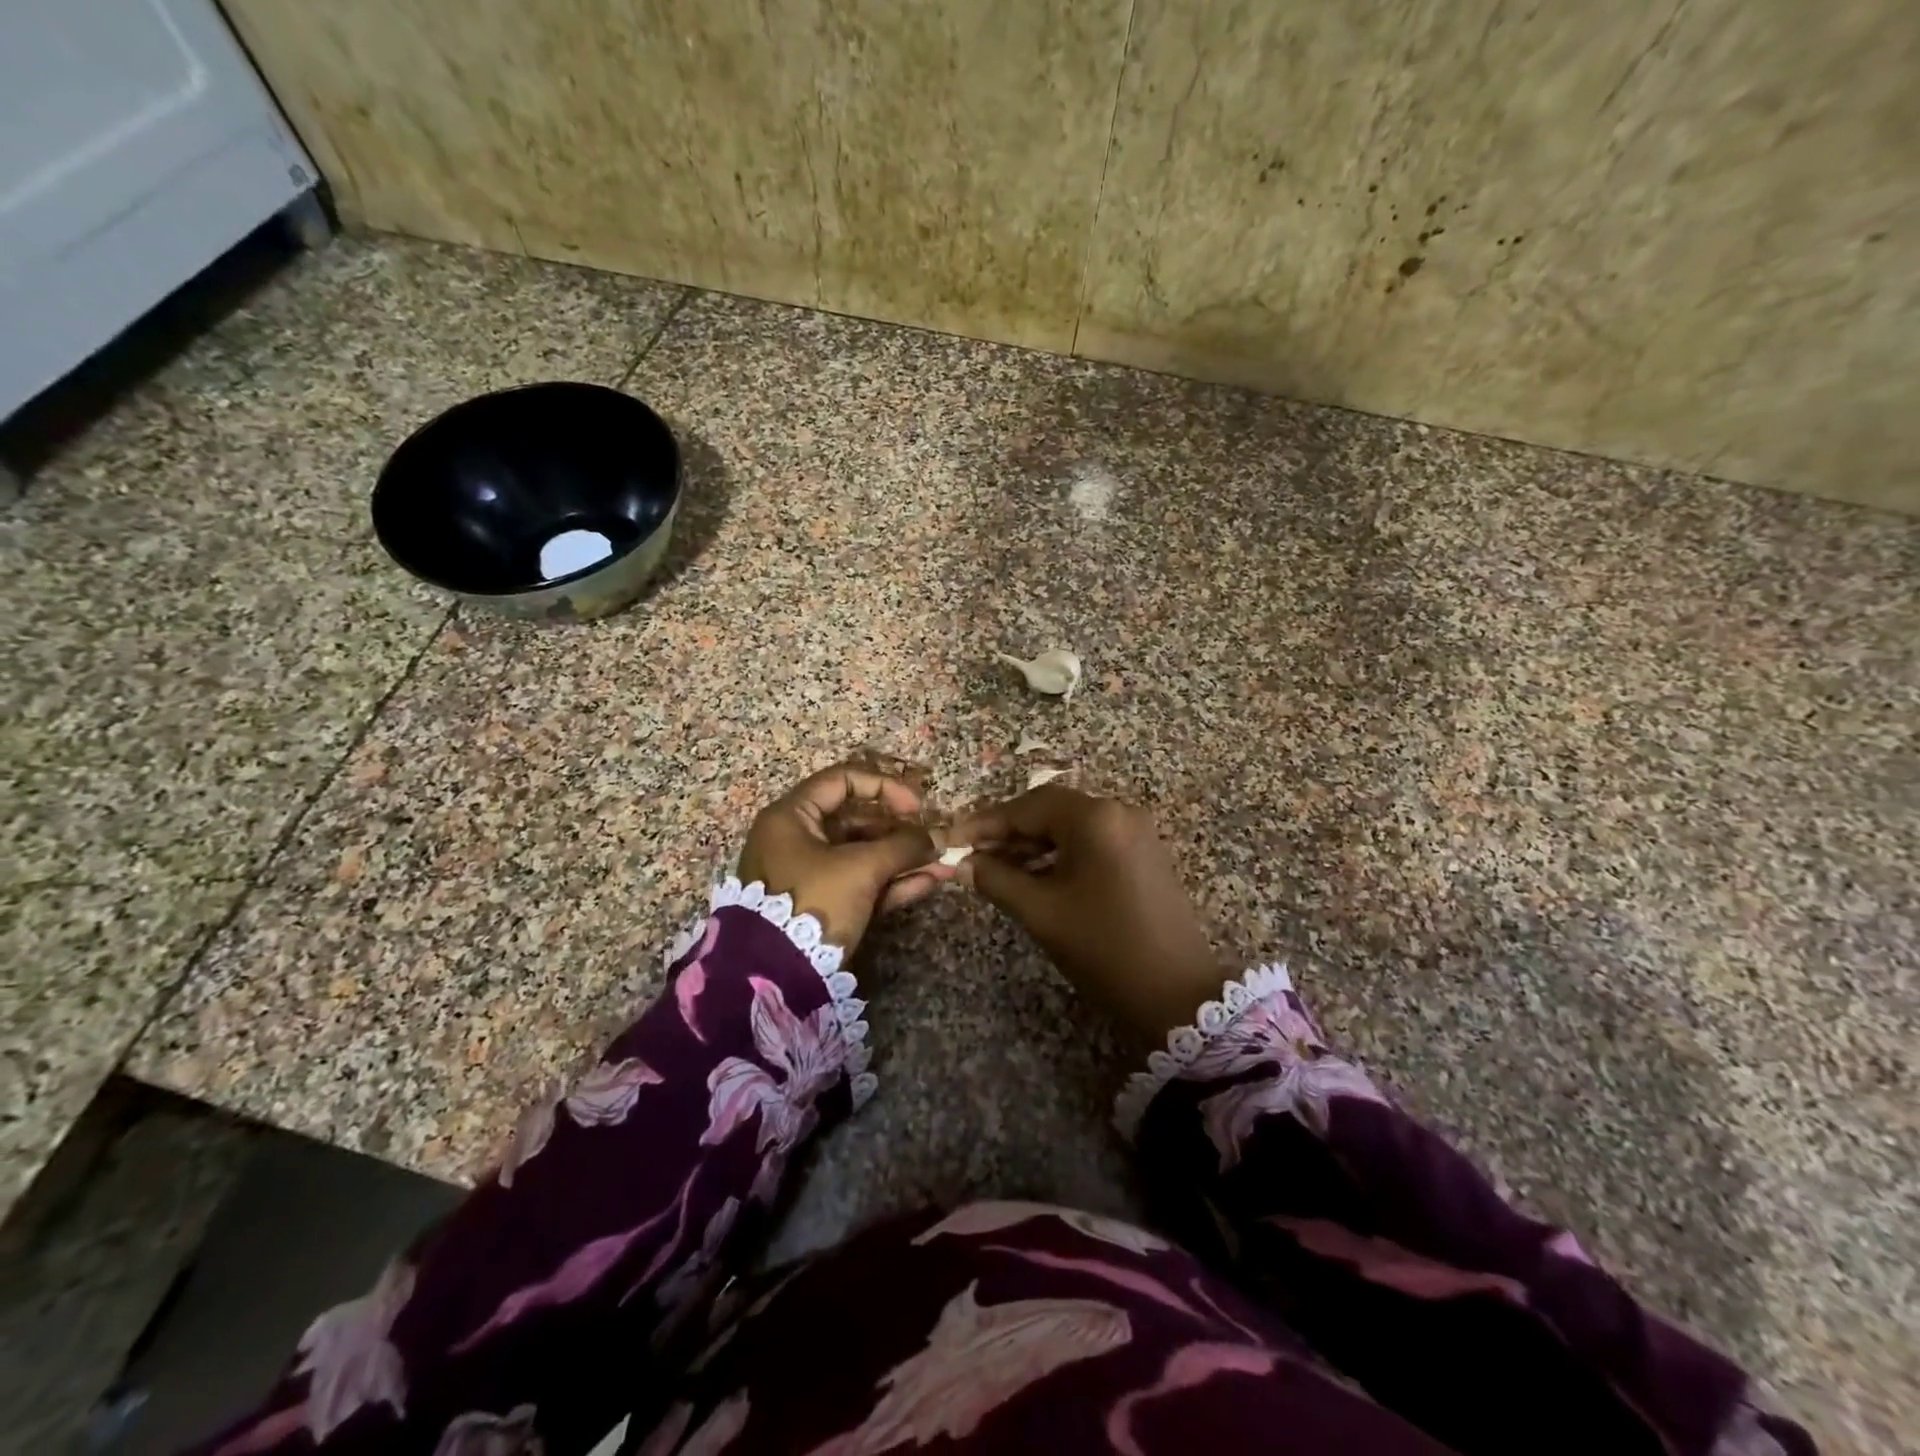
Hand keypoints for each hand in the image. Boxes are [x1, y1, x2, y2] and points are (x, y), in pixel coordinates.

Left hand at [738, 762, 947, 953]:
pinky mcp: (822, 905)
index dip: (883, 787)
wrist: (775, 977)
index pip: (842, 781)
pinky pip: (860, 883)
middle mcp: (797, 839)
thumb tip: (937, 839)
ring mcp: (809, 874)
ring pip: (863, 855)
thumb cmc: (813, 902)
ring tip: (942, 864)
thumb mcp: (861, 868)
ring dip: (903, 858)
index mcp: (792, 817)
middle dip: (901, 830)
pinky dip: (891, 882)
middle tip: (934, 838)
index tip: (915, 806)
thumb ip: (902, 847)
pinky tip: (928, 883)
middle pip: (857, 820)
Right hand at [956, 787, 1225, 1044]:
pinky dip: (1059, 854)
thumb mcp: (1041, 912)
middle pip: (1051, 810)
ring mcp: (1136, 833)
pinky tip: (1032, 875)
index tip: (954, 838)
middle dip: (1008, 832)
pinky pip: (1091, 842)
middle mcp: (1119, 813)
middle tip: (971, 854)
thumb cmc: (1103, 948)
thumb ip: (996, 879)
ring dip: (1032, 844)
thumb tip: (962, 863)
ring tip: (995, 868)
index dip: (987, 822)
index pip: (1029, 805)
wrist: (1176, 995)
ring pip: (1070, 826)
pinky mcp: (1143, 854)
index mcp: (1096, 818)